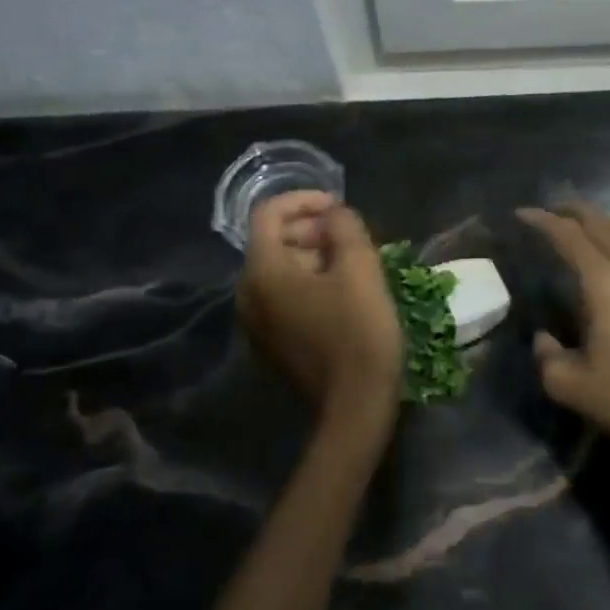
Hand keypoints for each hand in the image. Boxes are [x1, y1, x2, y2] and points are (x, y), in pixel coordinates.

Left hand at [238, 192, 403, 439]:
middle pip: (273, 241)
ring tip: (354, 264)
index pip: (269, 213)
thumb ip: (345, 227)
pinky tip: (343, 294)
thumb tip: (334, 214)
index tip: (339, 206)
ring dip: (314, 257)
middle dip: (312, 230)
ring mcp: (256, 323)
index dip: (304, 199)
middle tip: (352, 237)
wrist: (354, 409)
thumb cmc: (358, 333)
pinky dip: (309, 283)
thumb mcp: (360, 269)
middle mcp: (248, 294)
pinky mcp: (271, 344)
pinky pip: (284, 298)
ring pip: (281, 271)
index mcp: (262, 272)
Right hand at [517, 201, 609, 461]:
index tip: (522, 213)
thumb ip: (545, 354)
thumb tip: (544, 338)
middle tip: (552, 212)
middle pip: (603, 222)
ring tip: (587, 230)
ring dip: (605, 223)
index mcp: (604, 283)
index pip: (568, 235)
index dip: (542, 220)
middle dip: (574, 211)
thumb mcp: (568, 385)